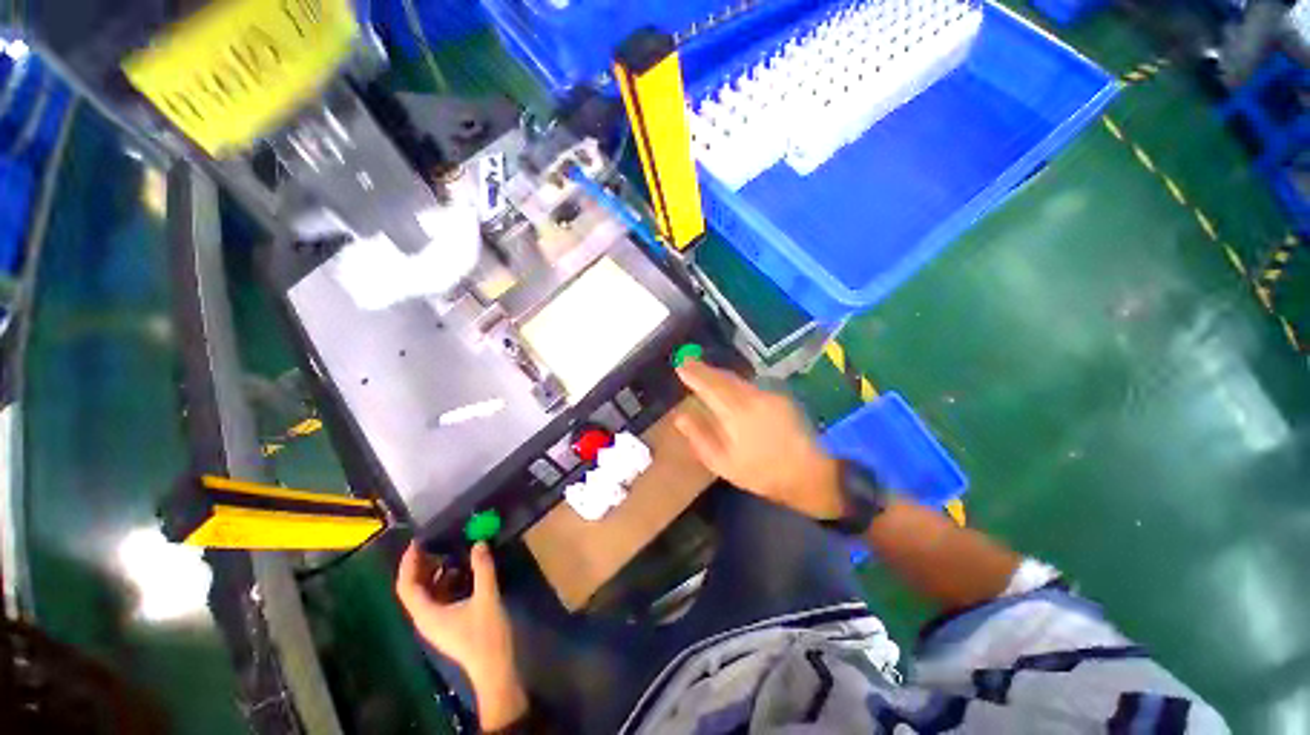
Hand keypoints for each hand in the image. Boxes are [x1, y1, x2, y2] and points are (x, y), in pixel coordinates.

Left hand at [395, 542, 526, 729]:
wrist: (495, 666)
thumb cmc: (486, 634)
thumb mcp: (487, 597)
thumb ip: (483, 568)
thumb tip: (479, 542)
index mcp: (427, 614)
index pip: (406, 586)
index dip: (408, 563)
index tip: (418, 542)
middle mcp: (426, 618)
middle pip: (414, 588)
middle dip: (422, 564)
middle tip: (437, 542)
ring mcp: (437, 622)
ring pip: (428, 592)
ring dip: (436, 572)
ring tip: (452, 551)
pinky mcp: (449, 623)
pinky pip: (440, 597)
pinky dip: (447, 581)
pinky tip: (464, 570)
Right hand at [675, 361, 842, 520]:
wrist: (809, 474)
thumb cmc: (760, 473)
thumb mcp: (722, 463)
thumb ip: (699, 437)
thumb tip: (680, 417)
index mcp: (735, 412)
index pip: (709, 385)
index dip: (693, 374)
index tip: (679, 365)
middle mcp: (752, 397)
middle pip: (723, 377)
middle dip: (704, 369)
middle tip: (688, 362)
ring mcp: (768, 395)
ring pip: (737, 379)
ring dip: (719, 374)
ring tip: (704, 373)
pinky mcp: (780, 397)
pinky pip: (750, 384)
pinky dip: (734, 382)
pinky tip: (729, 387)